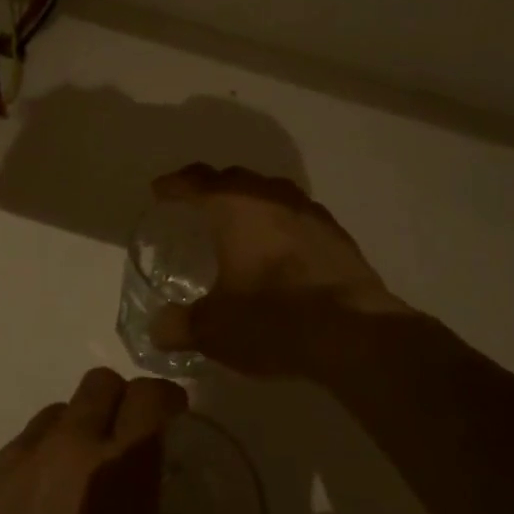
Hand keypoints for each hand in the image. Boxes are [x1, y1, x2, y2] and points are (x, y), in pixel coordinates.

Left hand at [0, 369, 222, 513]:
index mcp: (120, 471)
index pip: (148, 396)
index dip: (165, 397)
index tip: (174, 416)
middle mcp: (67, 450)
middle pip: (98, 385)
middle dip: (120, 401)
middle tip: (127, 440)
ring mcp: (15, 464)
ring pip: (53, 414)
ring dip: (74, 430)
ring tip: (77, 475)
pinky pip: (13, 454)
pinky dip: (32, 466)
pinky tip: (31, 512)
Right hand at [148, 164, 410, 378]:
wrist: (355, 334)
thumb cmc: (273, 320)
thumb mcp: (215, 330)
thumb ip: (180, 326)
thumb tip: (159, 329)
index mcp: (236, 207)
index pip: (197, 181)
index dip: (174, 184)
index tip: (160, 190)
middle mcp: (273, 199)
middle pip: (236, 179)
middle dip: (213, 188)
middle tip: (197, 206)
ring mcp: (311, 214)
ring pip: (272, 193)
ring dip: (252, 203)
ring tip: (240, 225)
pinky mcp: (338, 236)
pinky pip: (299, 218)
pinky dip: (282, 225)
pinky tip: (281, 251)